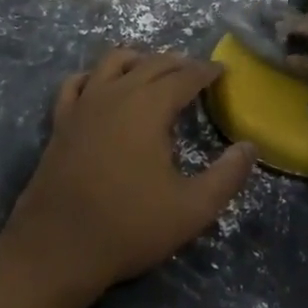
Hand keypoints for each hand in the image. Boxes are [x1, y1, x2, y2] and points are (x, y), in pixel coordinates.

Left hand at [0, 48, 256, 303]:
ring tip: (154, 69)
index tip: (222, 71)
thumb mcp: (192, 209)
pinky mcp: (61, 121)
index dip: (206, 71)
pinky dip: (95, 76)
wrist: (57, 248)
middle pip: (151, 63)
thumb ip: (227, 176)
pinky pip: (76, 82)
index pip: (184, 76)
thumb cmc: (129, 226)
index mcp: (149, 107)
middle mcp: (116, 93)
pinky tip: (102, 85)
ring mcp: (83, 104)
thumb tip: (250, 147)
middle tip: (197, 71)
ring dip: (139, 59)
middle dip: (178, 62)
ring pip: (113, 62)